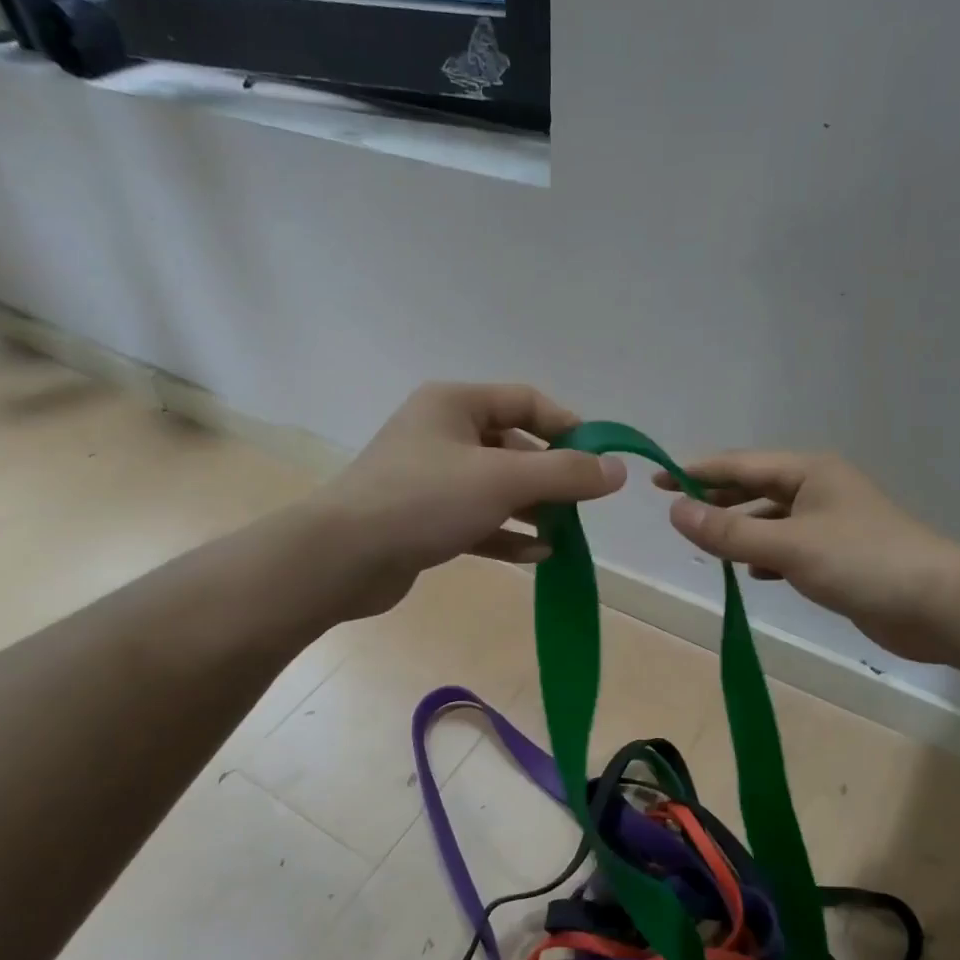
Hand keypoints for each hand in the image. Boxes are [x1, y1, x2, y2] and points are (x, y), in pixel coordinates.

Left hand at [314, 382, 625, 618]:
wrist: (342, 558)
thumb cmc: (424, 500)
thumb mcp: (503, 479)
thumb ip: (565, 473)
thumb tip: (618, 470)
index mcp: (454, 404)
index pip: (525, 401)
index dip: (567, 427)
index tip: (598, 460)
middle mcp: (441, 434)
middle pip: (513, 446)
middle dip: (551, 476)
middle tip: (582, 504)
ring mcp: (430, 479)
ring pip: (496, 487)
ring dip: (532, 509)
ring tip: (565, 533)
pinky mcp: (424, 520)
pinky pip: (477, 520)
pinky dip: (506, 534)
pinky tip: (537, 555)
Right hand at [655, 453, 959, 662]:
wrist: (940, 606)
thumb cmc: (863, 562)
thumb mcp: (788, 546)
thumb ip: (729, 532)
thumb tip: (674, 512)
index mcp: (809, 472)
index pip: (740, 465)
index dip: (696, 471)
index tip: (656, 480)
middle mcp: (819, 490)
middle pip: (755, 488)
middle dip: (716, 498)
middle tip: (675, 511)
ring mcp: (831, 524)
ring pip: (770, 520)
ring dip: (739, 529)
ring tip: (705, 543)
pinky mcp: (839, 557)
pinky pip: (788, 547)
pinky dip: (765, 556)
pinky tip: (751, 572)